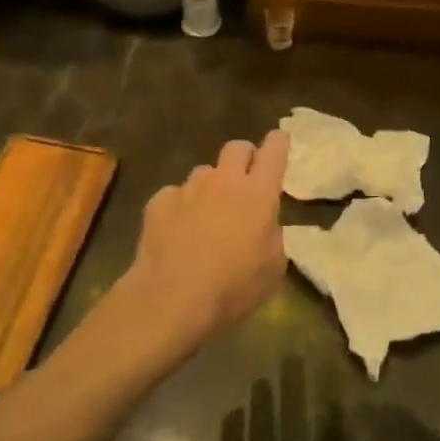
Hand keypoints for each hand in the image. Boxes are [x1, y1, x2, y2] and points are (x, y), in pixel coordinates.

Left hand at [119, 132, 290, 353]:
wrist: (171, 299)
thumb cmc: (232, 288)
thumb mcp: (272, 268)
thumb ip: (272, 235)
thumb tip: (263, 224)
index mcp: (258, 194)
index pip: (274, 151)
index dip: (278, 142)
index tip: (279, 141)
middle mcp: (224, 181)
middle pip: (236, 147)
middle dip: (244, 158)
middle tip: (245, 181)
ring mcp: (188, 188)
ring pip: (204, 172)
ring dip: (211, 187)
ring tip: (207, 216)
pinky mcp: (159, 201)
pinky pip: (176, 194)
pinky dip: (181, 208)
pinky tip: (177, 232)